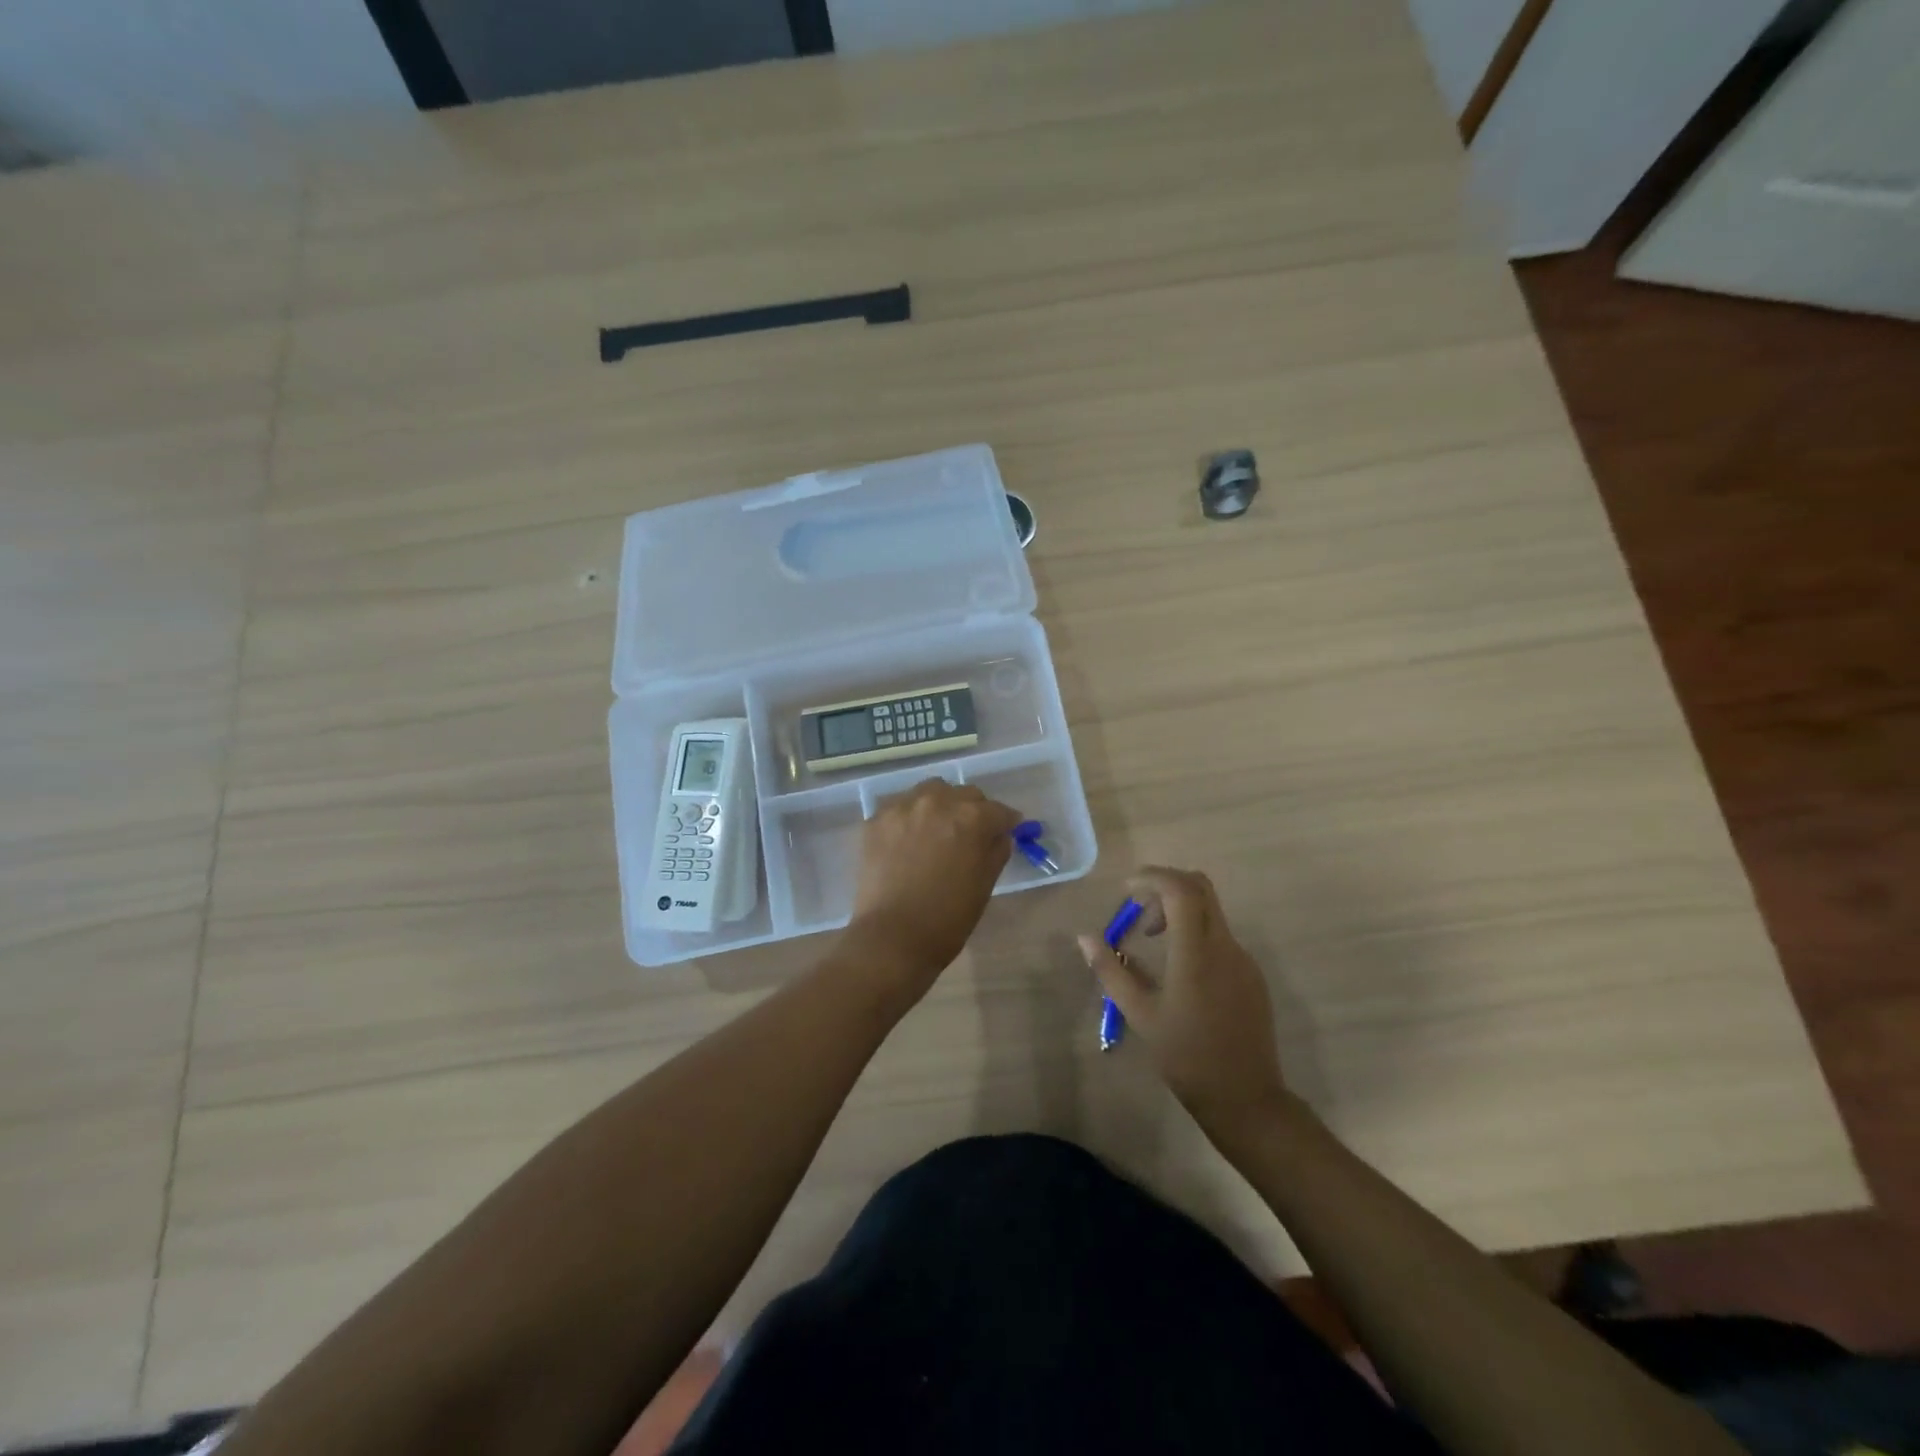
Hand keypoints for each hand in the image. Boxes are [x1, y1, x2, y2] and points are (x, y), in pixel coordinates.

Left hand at [841, 779, 1022, 999]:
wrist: (893, 938)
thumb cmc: (948, 919)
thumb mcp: (985, 885)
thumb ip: (996, 851)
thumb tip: (1000, 835)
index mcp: (971, 818)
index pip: (998, 810)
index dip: (1005, 823)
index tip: (1005, 831)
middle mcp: (938, 802)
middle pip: (964, 794)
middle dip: (973, 810)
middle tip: (970, 834)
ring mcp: (903, 808)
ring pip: (930, 792)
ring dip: (940, 806)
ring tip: (937, 831)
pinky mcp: (876, 820)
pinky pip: (900, 807)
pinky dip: (910, 818)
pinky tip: (908, 841)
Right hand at [1078, 867, 1291, 1143]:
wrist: (1245, 1097)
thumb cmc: (1185, 1056)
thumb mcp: (1139, 1013)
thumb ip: (1111, 970)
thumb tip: (1085, 937)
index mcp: (1196, 952)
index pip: (1180, 889)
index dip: (1152, 877)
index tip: (1127, 890)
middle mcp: (1225, 946)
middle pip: (1200, 888)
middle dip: (1166, 886)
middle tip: (1140, 911)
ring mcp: (1243, 959)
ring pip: (1211, 911)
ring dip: (1179, 910)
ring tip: (1153, 941)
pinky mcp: (1251, 975)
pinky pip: (1221, 936)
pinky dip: (1195, 932)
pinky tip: (1179, 969)